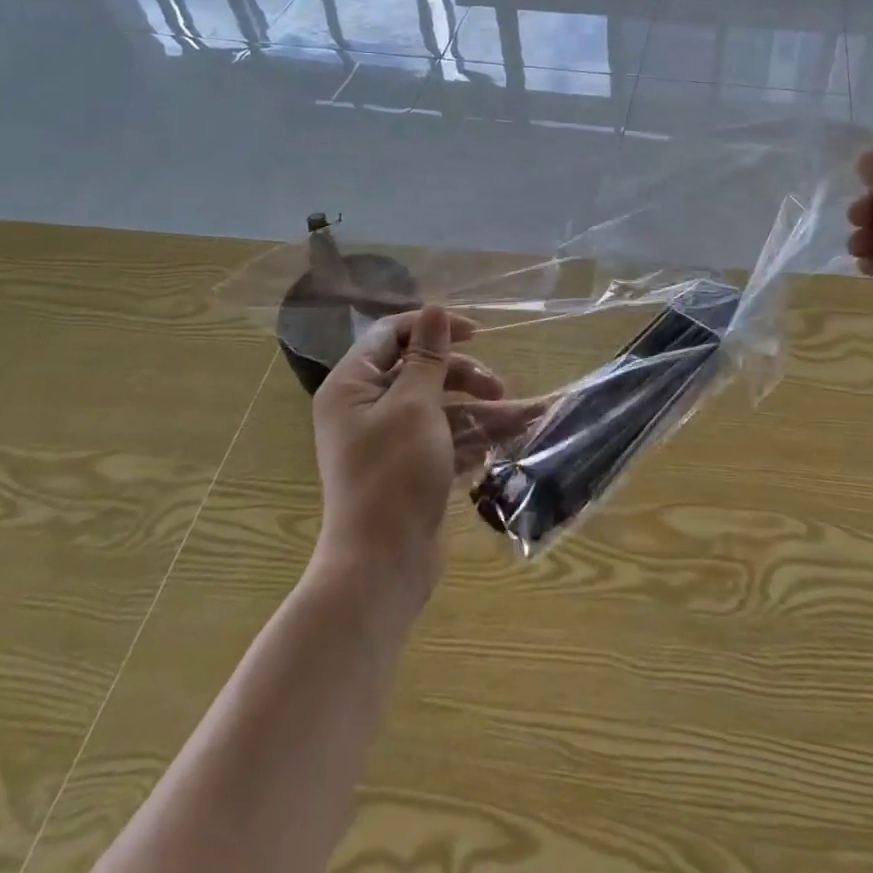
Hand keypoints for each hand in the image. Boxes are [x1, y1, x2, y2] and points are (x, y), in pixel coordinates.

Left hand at [311, 306, 536, 594]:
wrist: (383, 564)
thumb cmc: (394, 474)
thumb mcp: (415, 405)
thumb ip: (428, 356)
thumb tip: (434, 308)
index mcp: (353, 386)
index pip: (391, 335)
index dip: (433, 328)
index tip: (476, 334)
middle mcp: (366, 408)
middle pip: (420, 370)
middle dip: (464, 374)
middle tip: (497, 387)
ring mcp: (389, 440)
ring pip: (439, 406)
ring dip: (479, 408)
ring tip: (519, 417)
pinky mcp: (411, 467)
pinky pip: (445, 437)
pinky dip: (474, 436)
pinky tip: (509, 438)